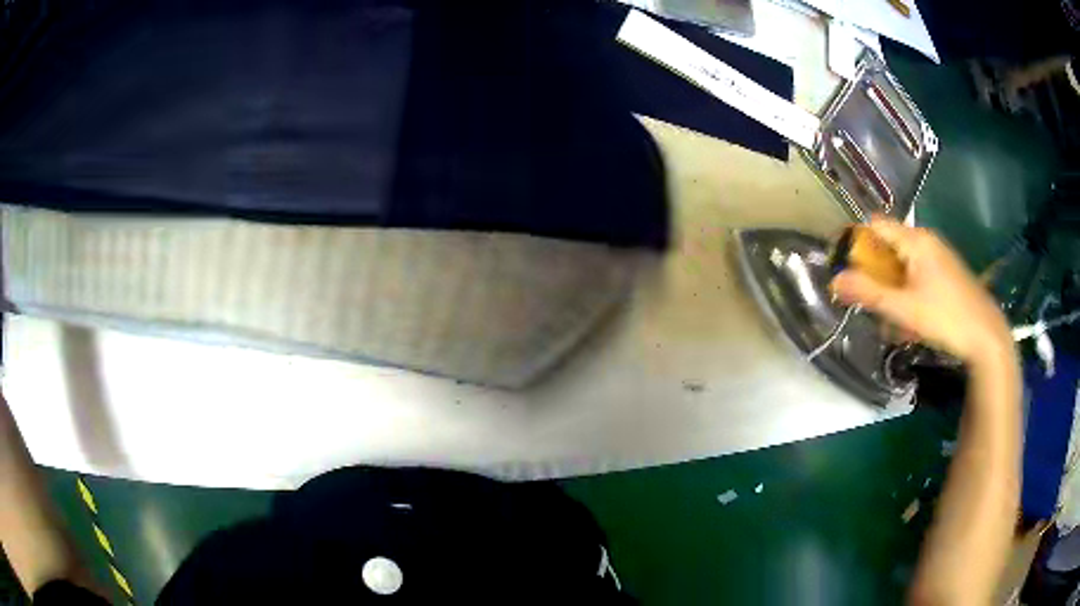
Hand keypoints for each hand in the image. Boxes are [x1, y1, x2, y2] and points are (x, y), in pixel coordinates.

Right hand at [830, 216, 1013, 367]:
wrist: (986, 335)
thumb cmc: (945, 317)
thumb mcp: (904, 309)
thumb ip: (869, 293)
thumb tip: (834, 281)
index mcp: (915, 240)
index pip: (876, 226)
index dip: (857, 242)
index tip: (847, 269)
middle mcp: (926, 240)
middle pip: (889, 246)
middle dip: (877, 275)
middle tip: (874, 304)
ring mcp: (938, 255)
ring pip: (903, 264)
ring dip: (893, 288)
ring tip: (894, 320)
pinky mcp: (946, 272)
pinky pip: (918, 274)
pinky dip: (908, 292)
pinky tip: (912, 319)